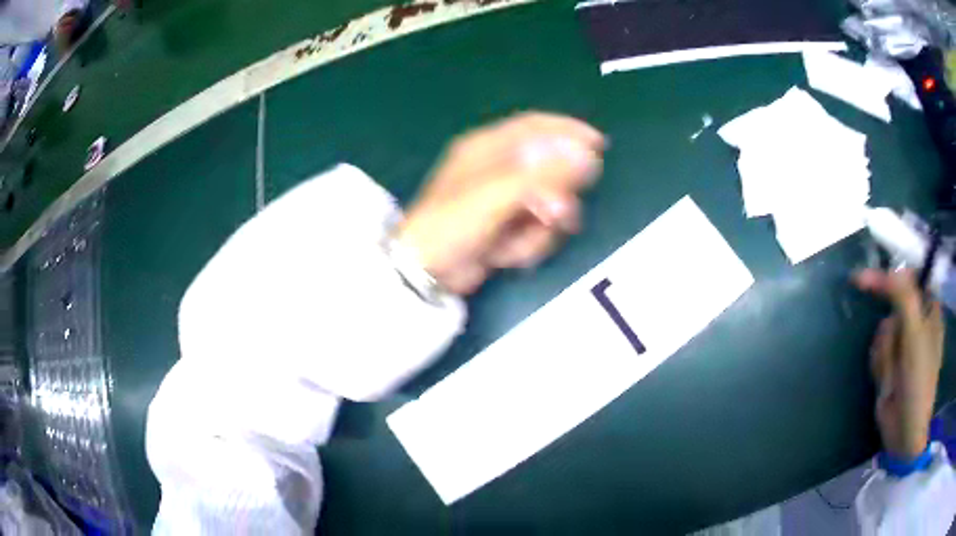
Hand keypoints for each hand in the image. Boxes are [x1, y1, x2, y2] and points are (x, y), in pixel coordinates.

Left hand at [397, 112, 605, 294]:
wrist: (427, 273)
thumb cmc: (453, 224)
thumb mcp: (498, 194)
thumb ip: (544, 174)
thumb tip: (587, 156)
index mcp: (487, 147)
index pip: (535, 126)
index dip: (569, 131)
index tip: (599, 145)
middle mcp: (497, 168)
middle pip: (548, 169)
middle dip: (557, 196)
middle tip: (556, 215)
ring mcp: (503, 200)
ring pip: (547, 205)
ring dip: (539, 230)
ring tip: (517, 245)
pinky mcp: (506, 227)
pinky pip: (536, 230)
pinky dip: (527, 246)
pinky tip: (505, 256)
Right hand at [854, 269, 944, 459]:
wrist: (905, 432)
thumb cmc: (918, 381)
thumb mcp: (914, 334)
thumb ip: (903, 297)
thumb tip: (887, 270)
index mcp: (929, 311)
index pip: (910, 279)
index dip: (892, 278)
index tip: (865, 281)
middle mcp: (918, 324)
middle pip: (893, 307)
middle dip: (890, 331)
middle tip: (897, 351)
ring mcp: (904, 346)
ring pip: (883, 331)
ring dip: (884, 353)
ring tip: (892, 377)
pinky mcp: (891, 364)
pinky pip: (877, 352)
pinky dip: (879, 367)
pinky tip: (887, 384)